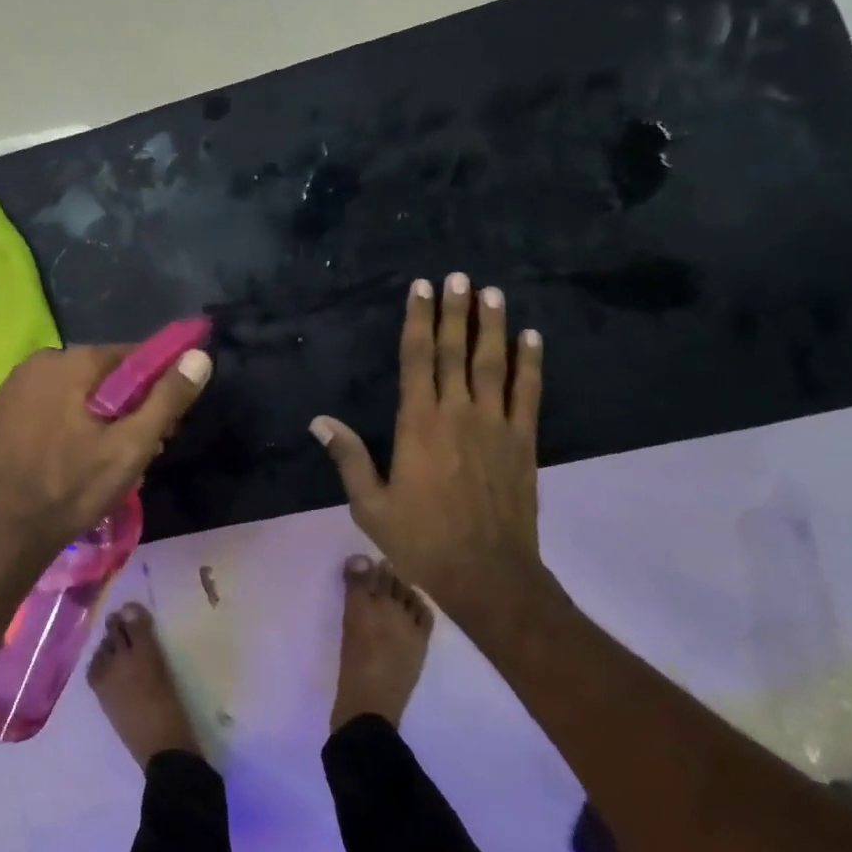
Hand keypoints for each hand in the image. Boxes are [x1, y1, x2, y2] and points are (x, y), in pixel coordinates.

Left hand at [0, 343, 211, 588]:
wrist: (3, 532)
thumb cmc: (71, 488)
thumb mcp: (130, 447)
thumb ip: (167, 400)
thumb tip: (199, 356)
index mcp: (70, 361)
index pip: (131, 357)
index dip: (157, 387)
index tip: (167, 425)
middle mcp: (40, 362)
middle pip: (104, 376)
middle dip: (129, 408)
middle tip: (144, 451)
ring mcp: (16, 387)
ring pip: (78, 394)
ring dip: (102, 420)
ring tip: (114, 464)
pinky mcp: (4, 412)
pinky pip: (53, 407)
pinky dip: (73, 425)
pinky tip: (79, 460)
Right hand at [311, 276, 553, 634]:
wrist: (488, 574)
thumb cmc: (422, 540)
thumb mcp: (370, 505)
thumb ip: (348, 458)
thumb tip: (319, 421)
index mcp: (418, 424)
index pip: (416, 359)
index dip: (418, 320)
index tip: (421, 289)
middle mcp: (457, 413)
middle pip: (454, 352)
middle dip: (455, 311)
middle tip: (458, 276)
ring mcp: (495, 425)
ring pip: (493, 364)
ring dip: (492, 326)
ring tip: (492, 292)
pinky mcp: (523, 442)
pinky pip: (528, 393)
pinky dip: (530, 363)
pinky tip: (532, 337)